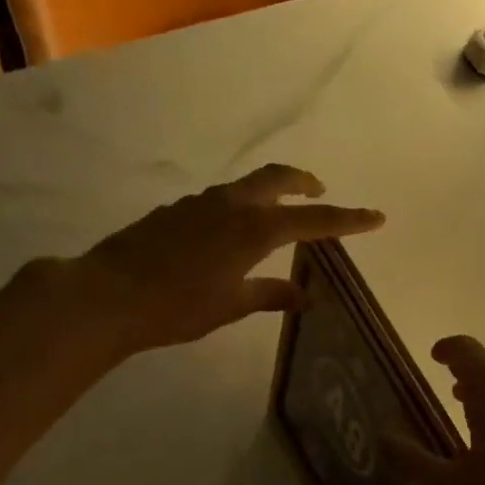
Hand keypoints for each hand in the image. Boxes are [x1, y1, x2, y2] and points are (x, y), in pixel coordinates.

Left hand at [79, 165, 384, 353]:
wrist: (107, 295)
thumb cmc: (177, 307)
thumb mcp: (230, 305)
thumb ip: (270, 294)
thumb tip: (303, 294)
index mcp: (254, 229)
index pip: (314, 220)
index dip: (348, 220)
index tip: (377, 217)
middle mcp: (231, 205)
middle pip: (277, 178)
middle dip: (304, 183)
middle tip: (319, 191)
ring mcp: (199, 203)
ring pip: (246, 187)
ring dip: (268, 194)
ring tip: (275, 218)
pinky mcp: (176, 210)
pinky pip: (219, 201)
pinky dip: (237, 209)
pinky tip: (227, 236)